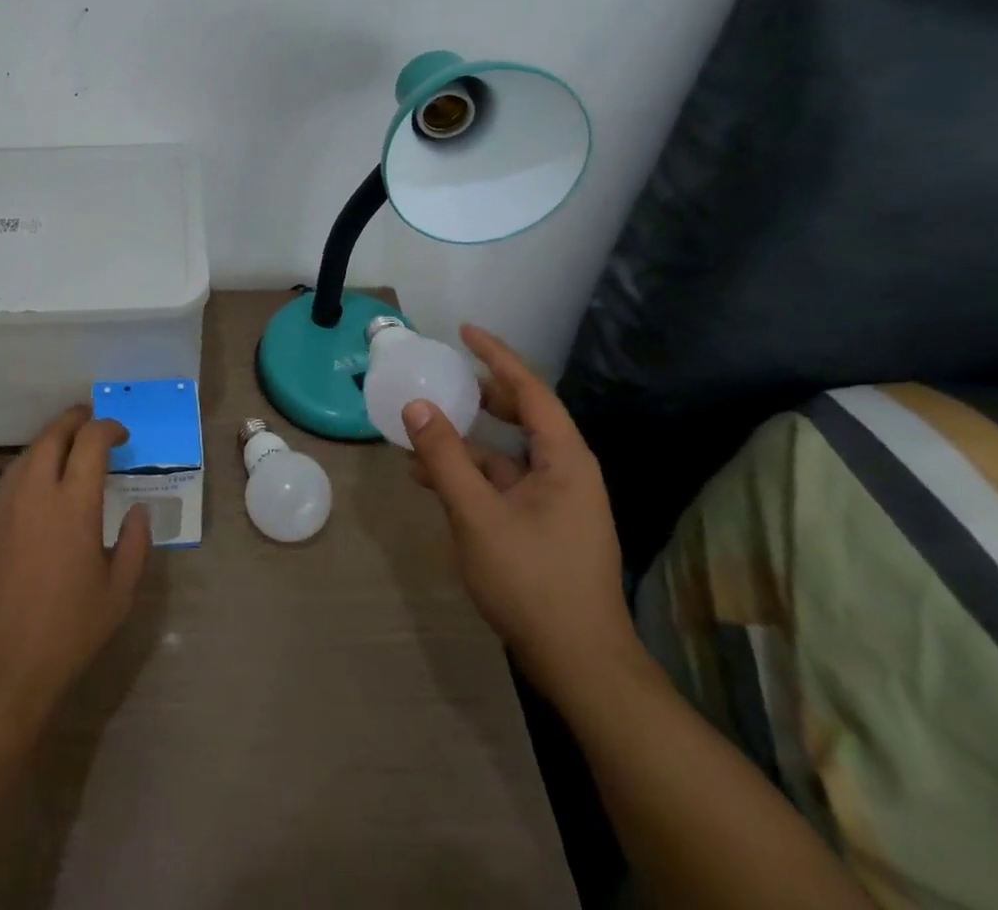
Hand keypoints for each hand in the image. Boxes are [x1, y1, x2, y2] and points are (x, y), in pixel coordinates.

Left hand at [0, 405, 150, 723]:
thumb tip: (140, 510)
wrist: (1, 663)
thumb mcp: (118, 593)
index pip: (90, 442)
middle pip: (53, 434)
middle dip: (75, 420)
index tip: (122, 434)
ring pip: (28, 451)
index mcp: (74, 504)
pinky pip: (12, 474)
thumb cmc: (68, 629)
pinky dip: (32, 462)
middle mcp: (37, 492)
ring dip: (51, 438)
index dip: (108, 428)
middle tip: (93, 421)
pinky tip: (42, 480)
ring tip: (69, 446)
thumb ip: (136, 544)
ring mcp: (8, 504)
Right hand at [404, 325, 638, 699]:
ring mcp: (557, 502)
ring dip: (466, 443)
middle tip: (446, 376)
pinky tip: (432, 482)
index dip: (497, 356)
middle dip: (483, 395)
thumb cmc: (533, 581)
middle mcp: (567, 472)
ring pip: (507, 454)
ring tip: (421, 435)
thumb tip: (417, 406)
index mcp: (565, 460)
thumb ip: (445, 458)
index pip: (530, 390)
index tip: (464, 331)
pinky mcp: (544, 527)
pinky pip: (503, 484)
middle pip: (524, 417)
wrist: (580, 665)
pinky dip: (469, 475)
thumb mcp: (478, 515)